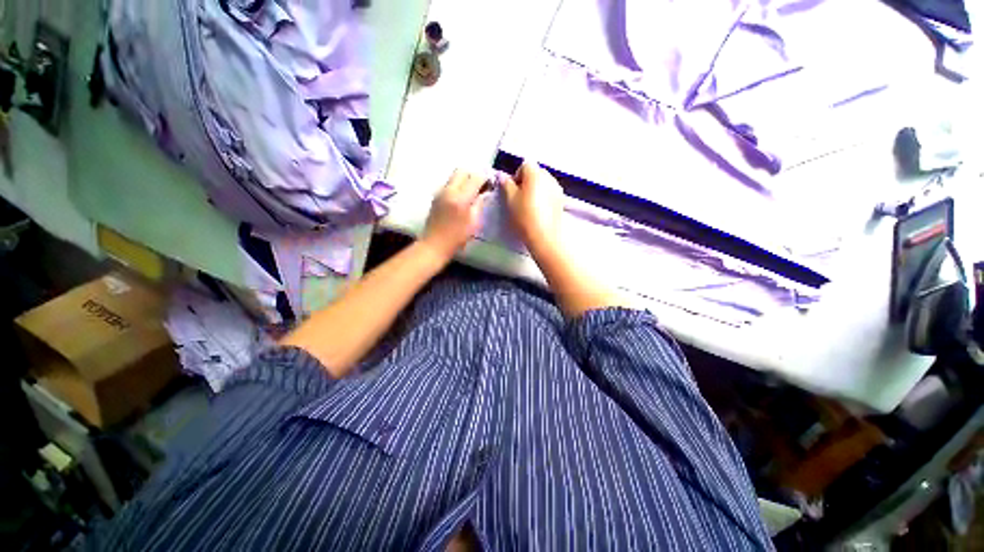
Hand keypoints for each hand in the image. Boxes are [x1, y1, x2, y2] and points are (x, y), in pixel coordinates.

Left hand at [421, 169, 490, 261]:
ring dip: (465, 180)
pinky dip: (457, 186)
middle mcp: (449, 190)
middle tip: (480, 186)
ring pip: (454, 176)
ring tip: (472, 192)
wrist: (434, 244)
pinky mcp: (436, 196)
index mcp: (461, 198)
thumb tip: (485, 193)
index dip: (485, 178)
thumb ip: (479, 204)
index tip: (490, 184)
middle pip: (462, 171)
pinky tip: (462, 198)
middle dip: (473, 176)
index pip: (475, 178)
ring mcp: (440, 192)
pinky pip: (449, 184)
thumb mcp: (474, 223)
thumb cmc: (457, 238)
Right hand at [500, 161, 564, 255]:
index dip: (516, 176)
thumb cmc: (524, 216)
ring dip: (535, 189)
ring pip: (543, 183)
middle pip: (535, 172)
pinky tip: (539, 211)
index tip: (512, 191)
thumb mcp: (510, 200)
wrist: (544, 236)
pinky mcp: (561, 200)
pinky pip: (549, 192)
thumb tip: (502, 176)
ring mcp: (557, 188)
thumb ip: (506, 184)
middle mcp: (549, 176)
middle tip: (519, 198)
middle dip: (526, 182)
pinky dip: (543, 197)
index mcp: (535, 173)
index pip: (524, 165)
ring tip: (529, 206)